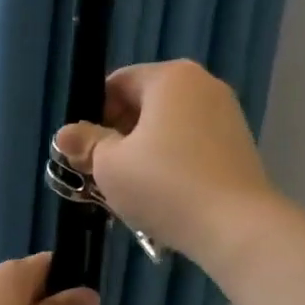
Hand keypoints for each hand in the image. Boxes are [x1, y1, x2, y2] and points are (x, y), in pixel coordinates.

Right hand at [53, 60, 275, 268]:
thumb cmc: (164, 185)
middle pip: (144, 105)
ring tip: (129, 192)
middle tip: (99, 175)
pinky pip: (191, 147)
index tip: (83, 151)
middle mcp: (202, 85)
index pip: (117, 83)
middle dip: (117, 138)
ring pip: (167, 130)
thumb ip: (86, 144)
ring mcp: (226, 116)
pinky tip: (161, 198)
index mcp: (170, 77)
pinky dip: (171, 166)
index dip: (92, 115)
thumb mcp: (110, 165)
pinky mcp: (238, 147)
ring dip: (142, 155)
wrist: (236, 227)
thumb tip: (65, 135)